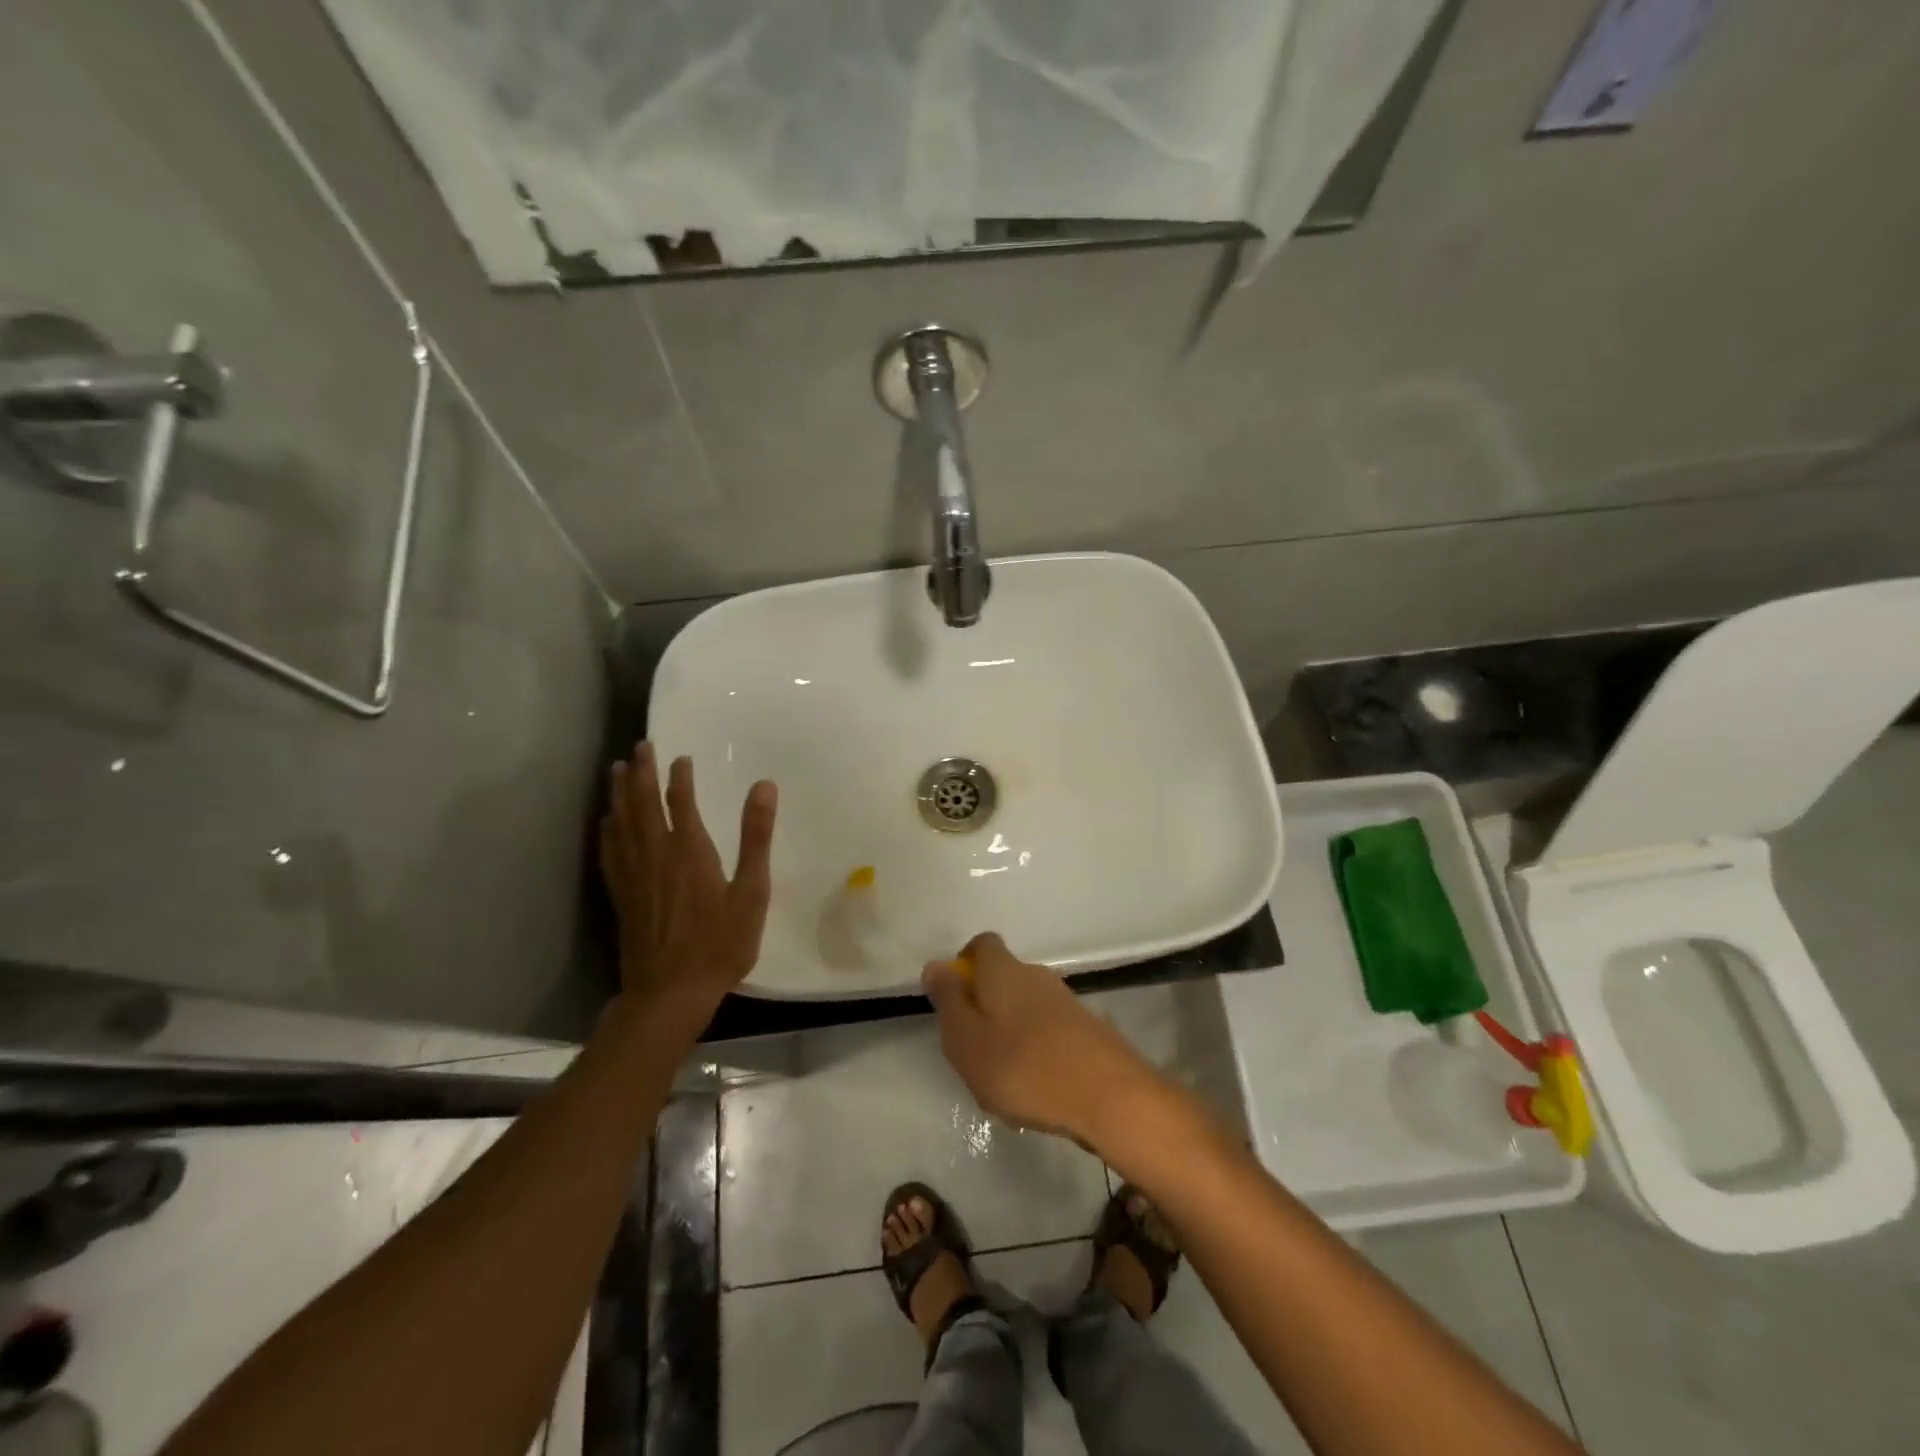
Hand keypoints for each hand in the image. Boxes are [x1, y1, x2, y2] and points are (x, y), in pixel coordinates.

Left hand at [599, 742, 776, 1027]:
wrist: (670, 993)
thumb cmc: (720, 943)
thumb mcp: (751, 892)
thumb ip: (756, 837)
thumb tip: (764, 786)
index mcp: (689, 851)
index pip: (681, 801)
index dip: (679, 776)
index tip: (680, 757)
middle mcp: (656, 855)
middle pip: (643, 804)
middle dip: (642, 773)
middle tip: (640, 746)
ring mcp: (633, 876)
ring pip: (621, 823)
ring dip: (620, 793)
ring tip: (617, 769)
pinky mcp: (621, 895)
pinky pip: (610, 851)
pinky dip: (607, 830)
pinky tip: (606, 821)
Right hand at [921, 932, 1164, 1146]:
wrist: (1108, 1096)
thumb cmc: (1023, 1067)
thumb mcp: (966, 1040)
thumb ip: (948, 1001)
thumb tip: (935, 964)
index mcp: (1003, 971)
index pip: (982, 944)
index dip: (964, 963)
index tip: (953, 998)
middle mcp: (1036, 975)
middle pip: (1003, 977)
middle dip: (984, 1006)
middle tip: (971, 1050)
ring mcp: (1066, 1001)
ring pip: (1026, 1007)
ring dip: (1010, 1032)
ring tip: (1002, 1079)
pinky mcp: (1087, 1029)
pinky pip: (1049, 1031)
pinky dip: (1036, 1050)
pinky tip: (1035, 1088)